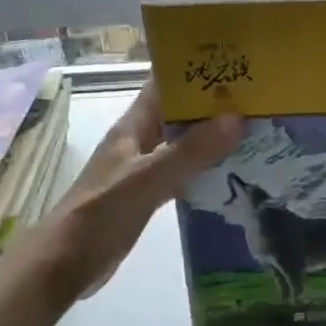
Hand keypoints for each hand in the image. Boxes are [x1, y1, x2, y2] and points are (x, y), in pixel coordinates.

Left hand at [36, 80, 242, 304]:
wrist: (66, 262)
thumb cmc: (101, 212)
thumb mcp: (149, 178)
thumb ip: (191, 151)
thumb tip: (237, 118)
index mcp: (133, 127)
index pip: (164, 86)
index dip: (193, 71)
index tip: (233, 63)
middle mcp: (139, 142)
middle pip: (179, 115)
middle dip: (213, 106)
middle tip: (260, 100)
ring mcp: (143, 171)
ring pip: (183, 145)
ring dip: (213, 139)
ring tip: (256, 132)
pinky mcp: (148, 197)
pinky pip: (182, 175)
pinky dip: (205, 171)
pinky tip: (232, 174)